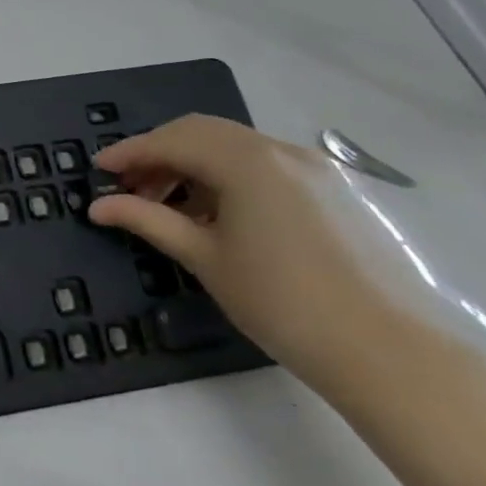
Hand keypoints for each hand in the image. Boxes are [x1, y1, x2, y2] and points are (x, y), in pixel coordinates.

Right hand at [90, 115, 418, 393]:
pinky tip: (215, 214)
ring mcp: (312, 167)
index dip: (129, 153)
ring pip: (233, 146)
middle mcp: (279, 149)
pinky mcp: (331, 189)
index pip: (172, 140)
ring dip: (192, 164)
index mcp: (246, 160)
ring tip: (168, 205)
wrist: (388, 352)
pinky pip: (263, 165)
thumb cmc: (281, 302)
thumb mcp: (204, 258)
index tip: (97, 170)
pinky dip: (227, 176)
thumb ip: (148, 220)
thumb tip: (98, 206)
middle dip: (159, 154)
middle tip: (129, 187)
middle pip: (201, 133)